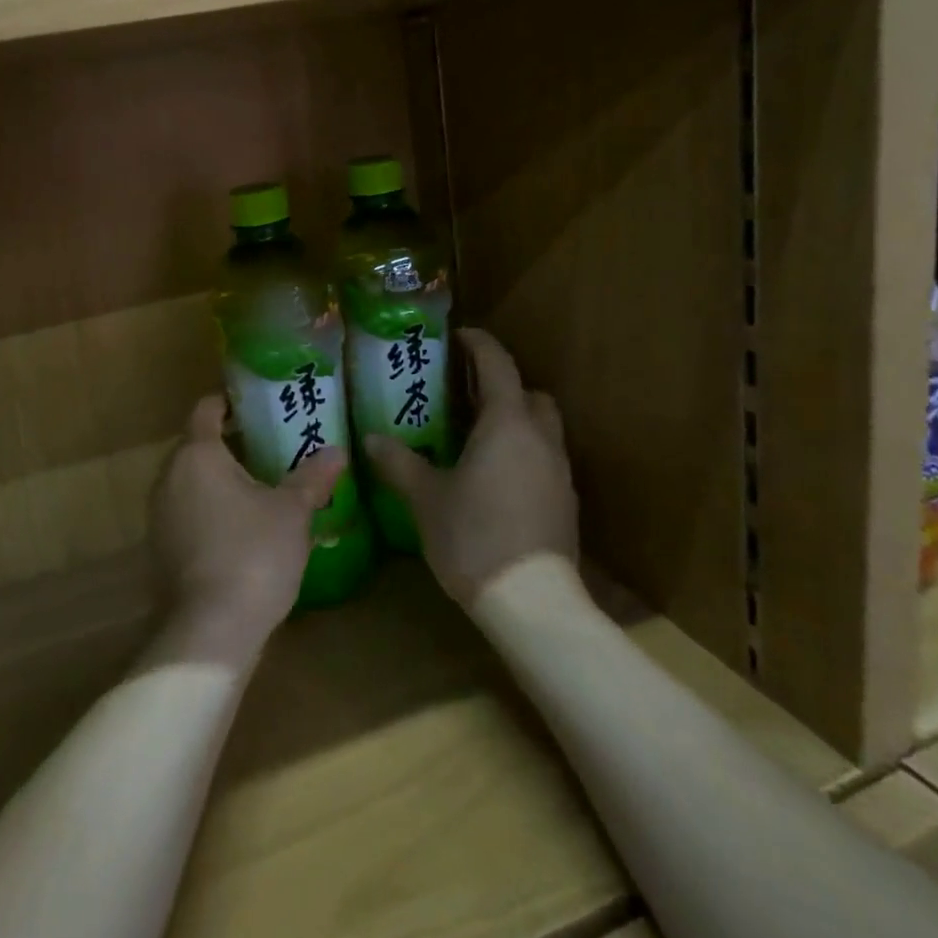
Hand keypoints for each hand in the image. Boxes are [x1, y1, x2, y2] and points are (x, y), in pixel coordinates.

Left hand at [149, 394, 344, 665]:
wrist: (210, 631)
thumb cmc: (253, 555)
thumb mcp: (292, 513)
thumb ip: (312, 478)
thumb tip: (338, 451)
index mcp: (197, 455)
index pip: (206, 410)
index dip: (229, 402)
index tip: (255, 406)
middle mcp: (169, 477)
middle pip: (196, 445)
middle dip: (229, 444)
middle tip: (269, 447)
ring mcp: (158, 515)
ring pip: (190, 481)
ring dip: (219, 480)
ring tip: (259, 488)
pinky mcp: (159, 549)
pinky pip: (185, 513)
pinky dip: (208, 510)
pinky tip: (240, 529)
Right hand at [366, 328, 576, 607]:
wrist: (532, 601)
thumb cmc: (473, 537)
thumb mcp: (426, 498)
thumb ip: (399, 463)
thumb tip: (372, 438)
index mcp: (506, 424)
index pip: (497, 364)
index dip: (479, 344)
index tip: (459, 336)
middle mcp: (540, 439)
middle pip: (530, 394)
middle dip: (504, 385)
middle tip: (467, 395)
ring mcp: (559, 471)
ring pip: (543, 428)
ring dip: (516, 420)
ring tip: (478, 437)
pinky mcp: (566, 502)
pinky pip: (545, 459)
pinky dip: (524, 453)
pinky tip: (495, 479)